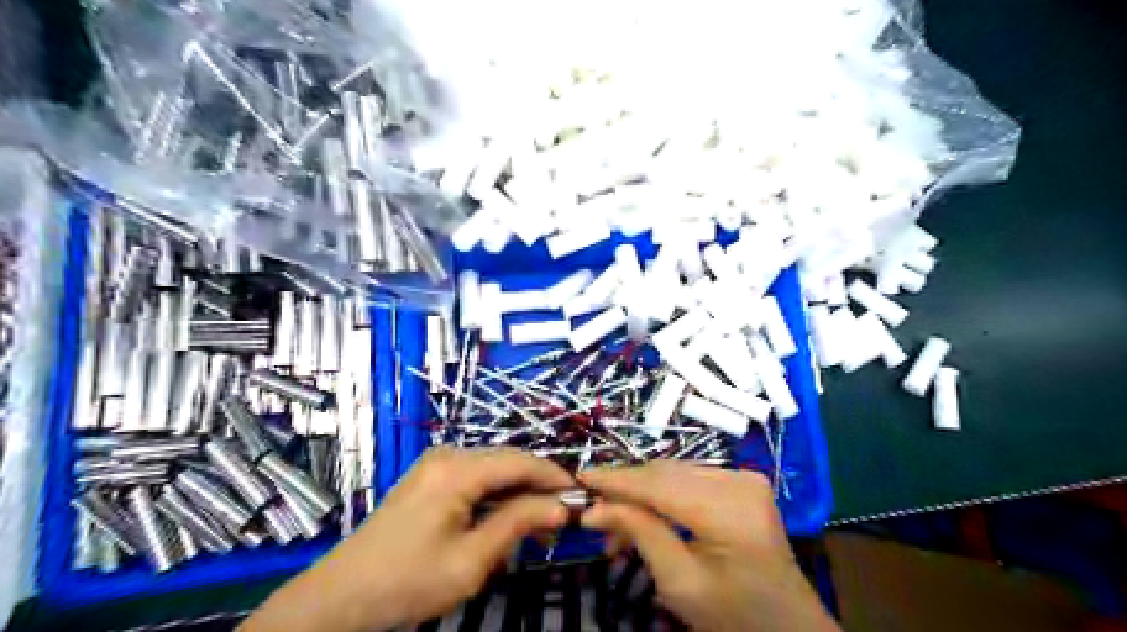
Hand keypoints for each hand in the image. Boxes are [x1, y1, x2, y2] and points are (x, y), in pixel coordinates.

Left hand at [241, 448, 571, 627]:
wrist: (342, 596)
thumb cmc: (408, 581)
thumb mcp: (471, 560)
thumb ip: (518, 524)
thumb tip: (559, 508)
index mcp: (457, 470)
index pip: (520, 462)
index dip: (554, 476)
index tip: (581, 495)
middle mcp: (448, 455)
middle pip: (507, 462)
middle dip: (538, 486)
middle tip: (563, 516)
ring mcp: (436, 465)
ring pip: (493, 470)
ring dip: (518, 493)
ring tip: (539, 523)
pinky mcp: (430, 478)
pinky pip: (475, 479)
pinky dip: (496, 496)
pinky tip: (507, 518)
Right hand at [582, 459, 835, 631]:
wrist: (788, 626)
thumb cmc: (735, 616)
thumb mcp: (681, 583)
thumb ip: (640, 534)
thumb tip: (594, 509)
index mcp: (731, 509)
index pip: (660, 484)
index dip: (617, 480)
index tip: (579, 479)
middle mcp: (739, 480)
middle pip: (666, 473)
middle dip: (626, 489)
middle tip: (593, 511)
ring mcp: (744, 477)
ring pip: (675, 473)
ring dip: (643, 493)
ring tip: (616, 524)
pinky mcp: (743, 481)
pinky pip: (690, 478)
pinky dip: (664, 494)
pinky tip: (647, 516)